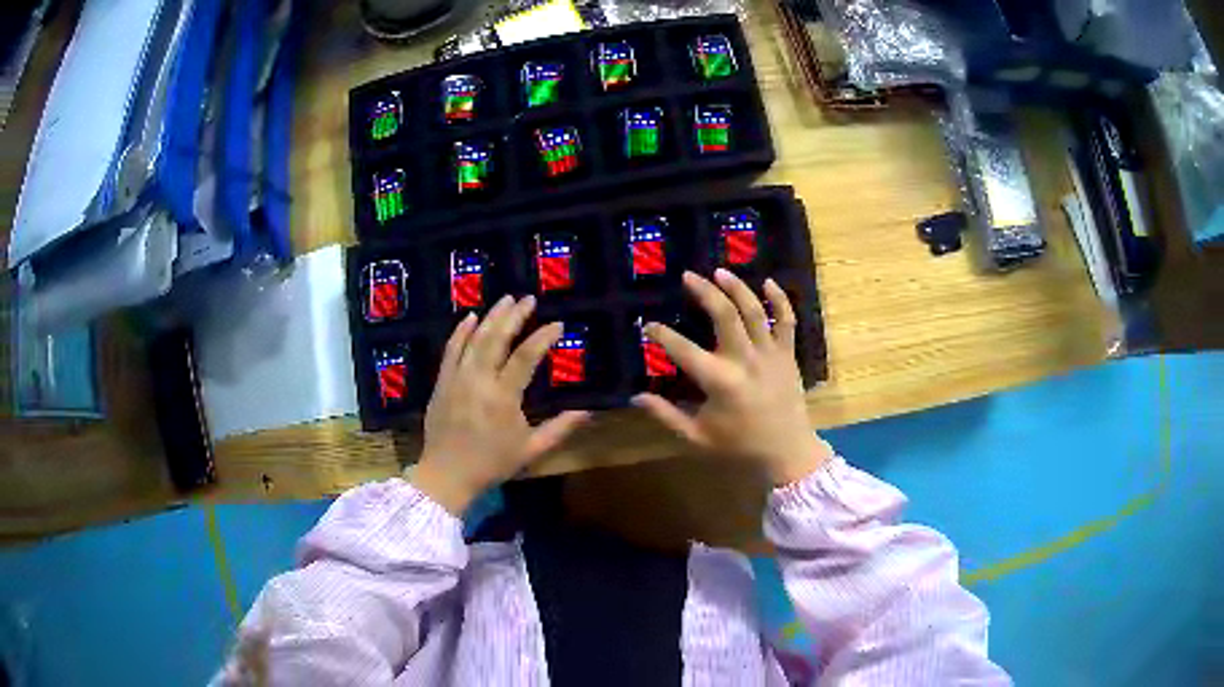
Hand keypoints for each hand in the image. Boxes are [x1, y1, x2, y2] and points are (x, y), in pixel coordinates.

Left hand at [409, 295, 589, 513]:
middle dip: (514, 316)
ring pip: (474, 340)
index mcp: (502, 398)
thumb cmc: (492, 464)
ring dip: (491, 317)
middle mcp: (478, 381)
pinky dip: (460, 332)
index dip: (542, 338)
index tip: (557, 324)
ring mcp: (456, 379)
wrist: (447, 475)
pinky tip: (470, 316)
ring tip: (506, 299)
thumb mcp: (531, 450)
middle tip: (529, 298)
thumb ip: (560, 428)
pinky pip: (450, 350)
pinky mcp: (442, 382)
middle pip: (496, 339)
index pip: (525, 357)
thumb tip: (588, 411)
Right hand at [633, 269, 832, 484]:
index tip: (648, 325)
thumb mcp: (697, 437)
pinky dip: (780, 300)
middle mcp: (745, 361)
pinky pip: (787, 321)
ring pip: (755, 311)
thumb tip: (635, 397)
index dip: (662, 335)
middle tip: (688, 276)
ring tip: (720, 271)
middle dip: (704, 292)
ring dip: (737, 288)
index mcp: (719, 382)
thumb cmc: (739, 446)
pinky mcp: (788, 355)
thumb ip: (665, 415)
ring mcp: (769, 355)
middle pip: (724, 316)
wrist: (787, 452)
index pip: (683, 350)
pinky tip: (769, 282)